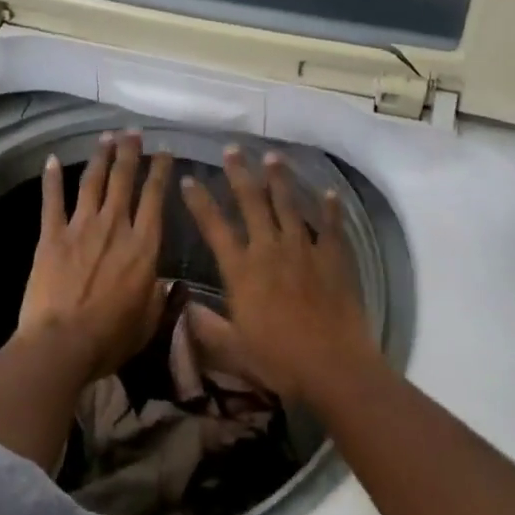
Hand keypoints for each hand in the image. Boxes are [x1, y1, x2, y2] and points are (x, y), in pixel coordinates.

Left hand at [17, 129, 174, 382]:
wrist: (62, 344)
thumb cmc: (110, 337)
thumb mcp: (148, 320)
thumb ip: (158, 296)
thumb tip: (164, 282)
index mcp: (143, 245)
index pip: (155, 197)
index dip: (161, 170)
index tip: (164, 151)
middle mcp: (115, 226)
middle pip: (124, 179)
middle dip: (130, 152)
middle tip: (133, 132)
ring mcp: (81, 227)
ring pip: (93, 182)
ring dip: (101, 157)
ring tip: (106, 136)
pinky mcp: (52, 236)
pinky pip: (52, 201)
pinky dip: (52, 179)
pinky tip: (52, 160)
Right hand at [179, 146, 373, 401]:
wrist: (332, 365)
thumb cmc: (278, 360)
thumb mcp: (232, 349)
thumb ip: (205, 327)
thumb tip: (182, 307)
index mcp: (241, 270)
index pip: (214, 227)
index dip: (200, 202)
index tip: (189, 179)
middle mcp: (269, 250)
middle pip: (251, 202)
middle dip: (239, 173)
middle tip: (232, 149)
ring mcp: (303, 249)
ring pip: (288, 204)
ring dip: (279, 179)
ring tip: (272, 157)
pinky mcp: (332, 257)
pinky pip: (330, 226)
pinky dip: (330, 208)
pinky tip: (329, 192)